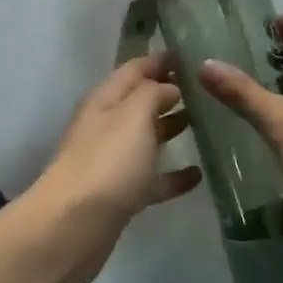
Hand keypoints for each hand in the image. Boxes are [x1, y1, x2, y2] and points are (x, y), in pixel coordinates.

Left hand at [23, 54, 203, 282]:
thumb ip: (152, 94)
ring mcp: (112, 161)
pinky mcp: (121, 195)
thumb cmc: (106, 162)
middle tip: (209, 90)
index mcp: (105, 99)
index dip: (161, 60)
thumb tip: (169, 87)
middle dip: (170, 92)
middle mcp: (107, 124)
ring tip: (209, 124)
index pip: (135, 68)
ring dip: (172, 128)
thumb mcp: (132, 116)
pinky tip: (199, 175)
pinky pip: (151, 178)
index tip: (193, 55)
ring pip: (146, 138)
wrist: (73, 227)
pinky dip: (173, 174)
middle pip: (140, 101)